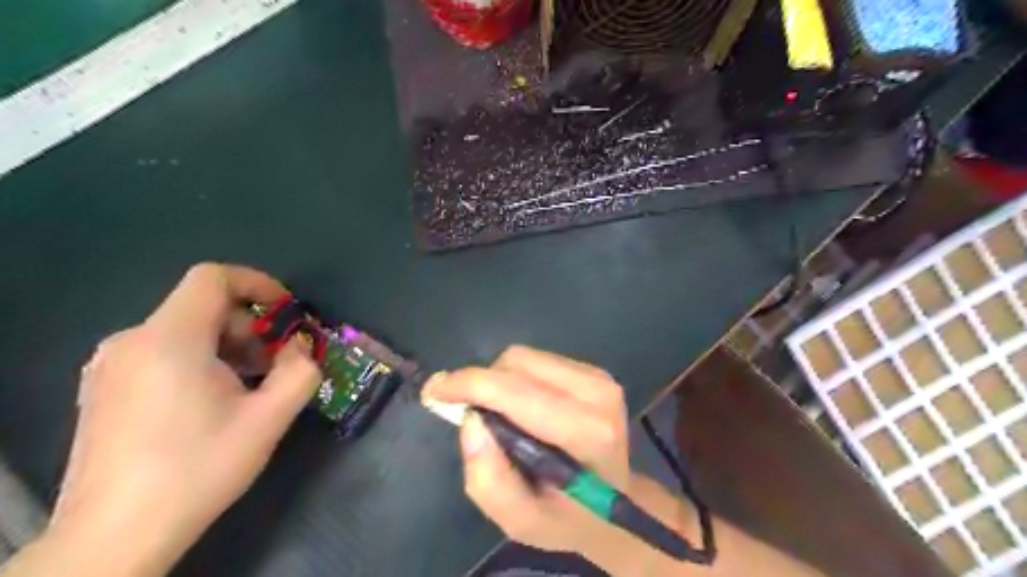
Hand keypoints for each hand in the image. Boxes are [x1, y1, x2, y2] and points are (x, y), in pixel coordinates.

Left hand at [46, 263, 319, 574]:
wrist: (114, 536)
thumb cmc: (198, 468)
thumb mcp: (269, 419)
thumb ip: (300, 371)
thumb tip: (300, 348)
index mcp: (169, 340)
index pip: (213, 278)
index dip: (257, 284)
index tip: (287, 313)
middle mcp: (131, 341)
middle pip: (203, 307)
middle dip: (250, 327)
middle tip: (276, 364)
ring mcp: (110, 366)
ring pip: (184, 331)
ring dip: (229, 346)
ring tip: (250, 387)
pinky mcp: (103, 388)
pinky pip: (162, 352)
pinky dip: (200, 360)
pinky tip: (214, 401)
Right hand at [422, 344, 630, 556]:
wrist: (616, 502)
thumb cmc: (567, 516)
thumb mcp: (521, 520)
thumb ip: (489, 479)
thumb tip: (470, 420)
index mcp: (586, 432)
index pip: (517, 392)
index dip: (470, 385)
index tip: (434, 391)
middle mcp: (597, 394)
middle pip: (517, 364)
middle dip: (482, 383)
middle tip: (469, 415)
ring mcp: (599, 377)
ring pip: (525, 357)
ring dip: (498, 381)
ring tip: (499, 416)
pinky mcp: (593, 371)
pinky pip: (537, 360)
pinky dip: (516, 378)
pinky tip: (521, 407)